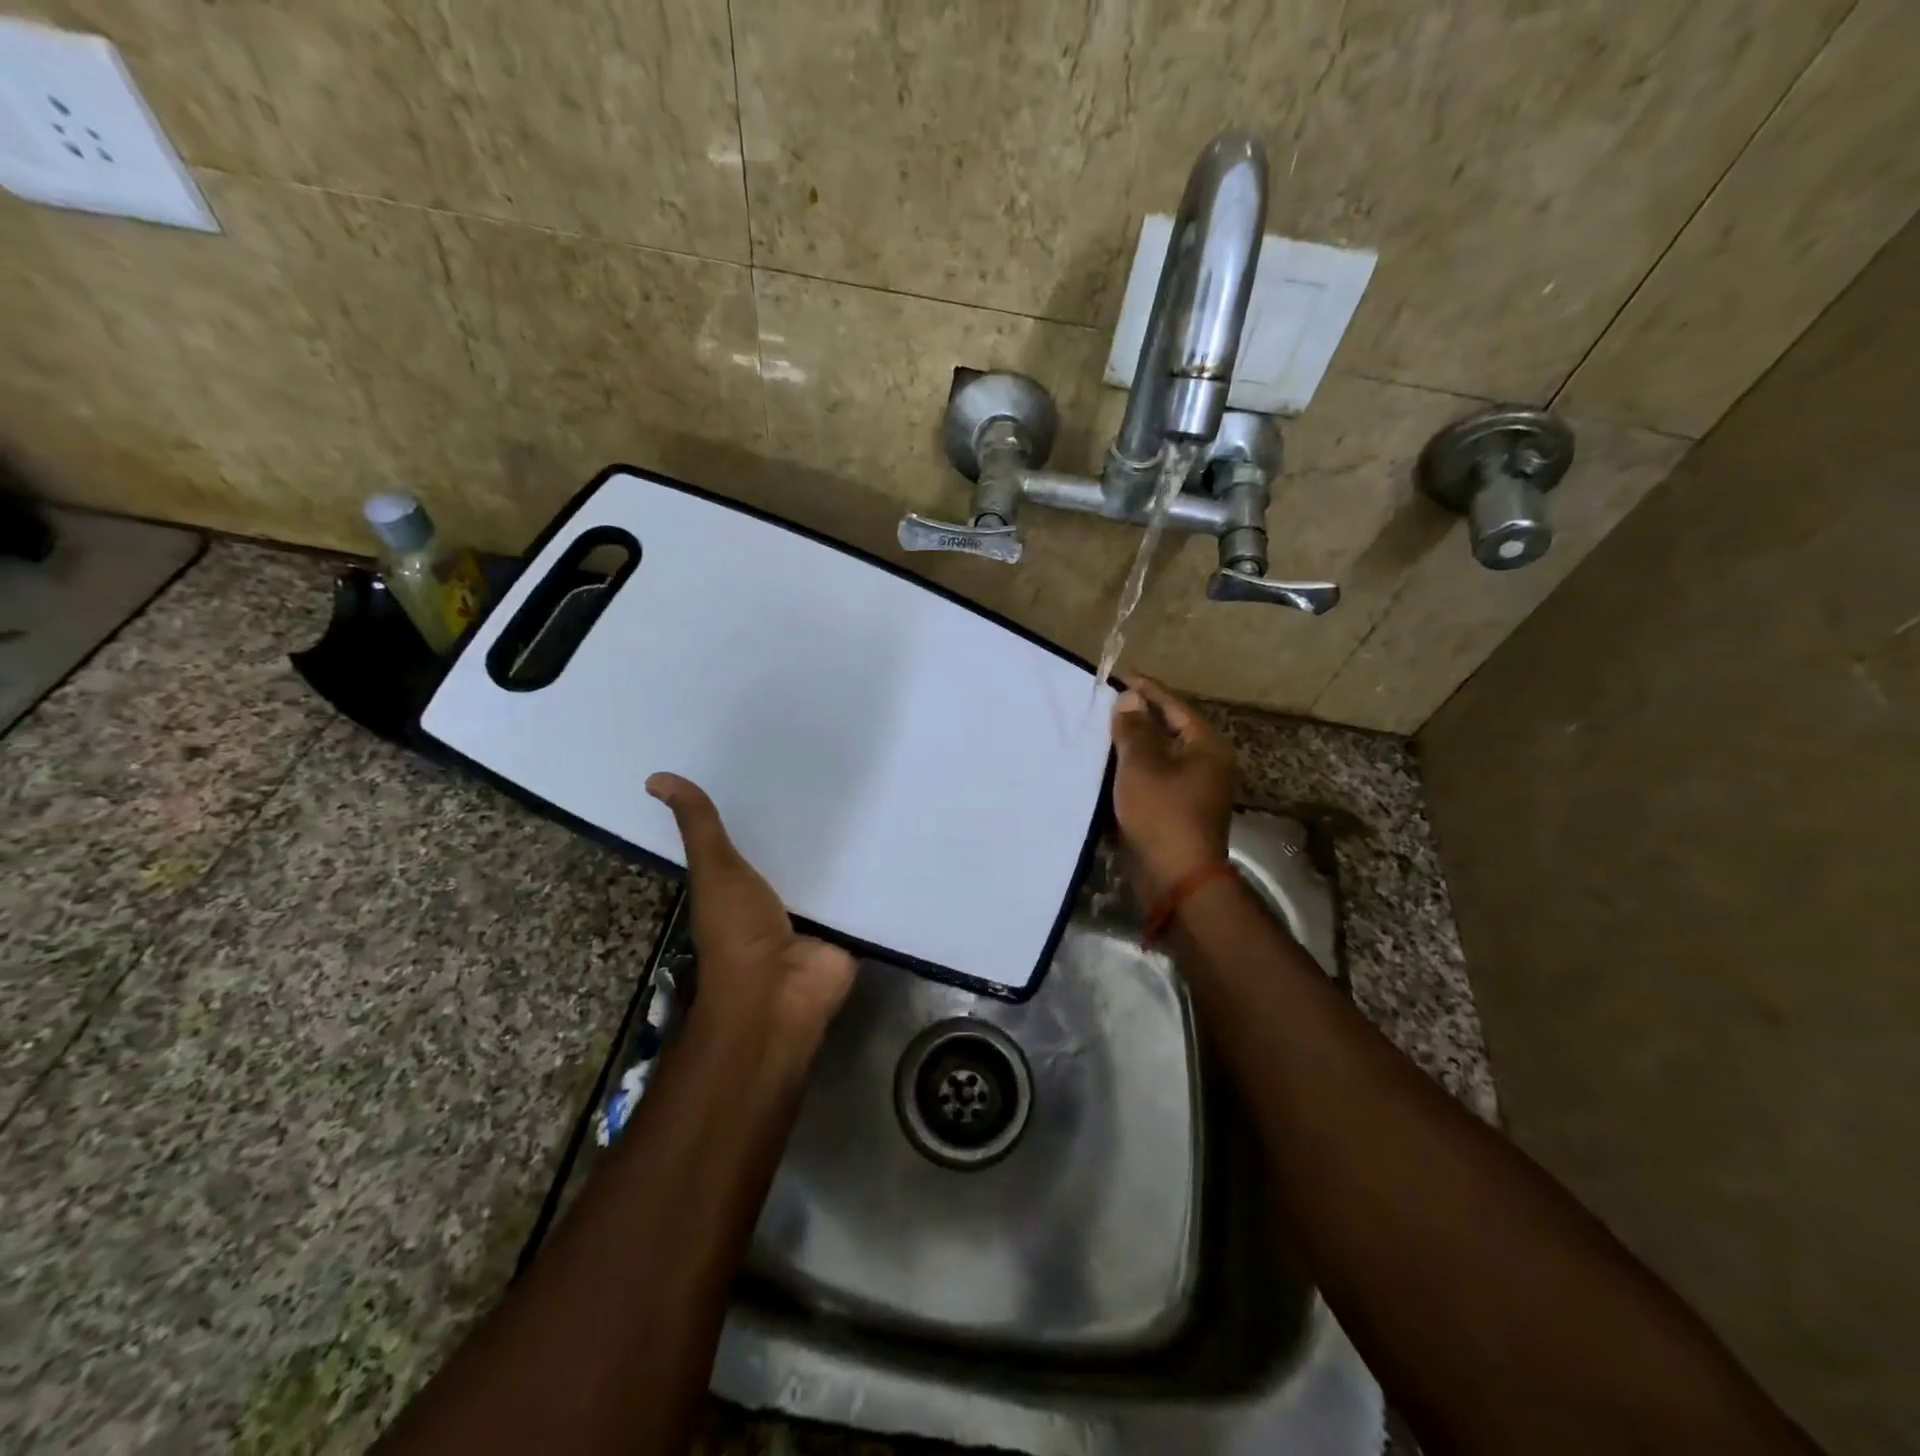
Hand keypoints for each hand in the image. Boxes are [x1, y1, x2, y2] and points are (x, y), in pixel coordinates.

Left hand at [646, 774, 856, 1062]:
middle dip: (818, 814)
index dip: (769, 797)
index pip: (760, 828)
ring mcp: (819, 908)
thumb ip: (699, 827)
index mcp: (745, 877)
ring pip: (837, 865)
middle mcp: (783, 889)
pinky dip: (879, 871)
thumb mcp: (715, 871)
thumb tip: (655, 778)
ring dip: (852, 841)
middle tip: (843, 766)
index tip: (789, 756)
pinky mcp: (851, 921)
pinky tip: (898, 833)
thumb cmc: (738, 933)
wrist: (778, 993)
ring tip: (878, 791)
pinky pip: (867, 890)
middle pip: (802, 845)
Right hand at [1109, 676, 1234, 899]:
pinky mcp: (1178, 812)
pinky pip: (1154, 780)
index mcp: (1206, 747)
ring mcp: (1194, 790)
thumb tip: (1129, 699)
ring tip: (1100, 733)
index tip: (1120, 675)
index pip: (1173, 706)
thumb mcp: (1141, 765)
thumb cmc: (1162, 814)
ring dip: (1132, 747)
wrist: (1176, 879)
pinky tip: (1107, 769)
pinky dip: (1133, 772)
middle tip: (1105, 704)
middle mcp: (1206, 764)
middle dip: (1137, 718)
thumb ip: (1134, 729)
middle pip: (1168, 730)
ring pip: (1159, 758)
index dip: (1146, 689)